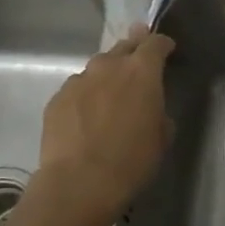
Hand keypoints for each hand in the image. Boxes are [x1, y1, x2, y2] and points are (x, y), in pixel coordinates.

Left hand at [38, 26, 174, 218]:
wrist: (79, 182)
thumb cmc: (132, 160)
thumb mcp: (162, 136)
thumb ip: (158, 111)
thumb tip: (150, 107)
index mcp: (142, 71)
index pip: (155, 43)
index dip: (163, 44)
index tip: (167, 50)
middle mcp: (108, 66)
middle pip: (124, 47)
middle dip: (134, 49)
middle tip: (138, 61)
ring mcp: (79, 80)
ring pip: (97, 68)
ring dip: (107, 75)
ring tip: (110, 95)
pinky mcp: (57, 98)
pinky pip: (77, 88)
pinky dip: (86, 95)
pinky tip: (86, 116)